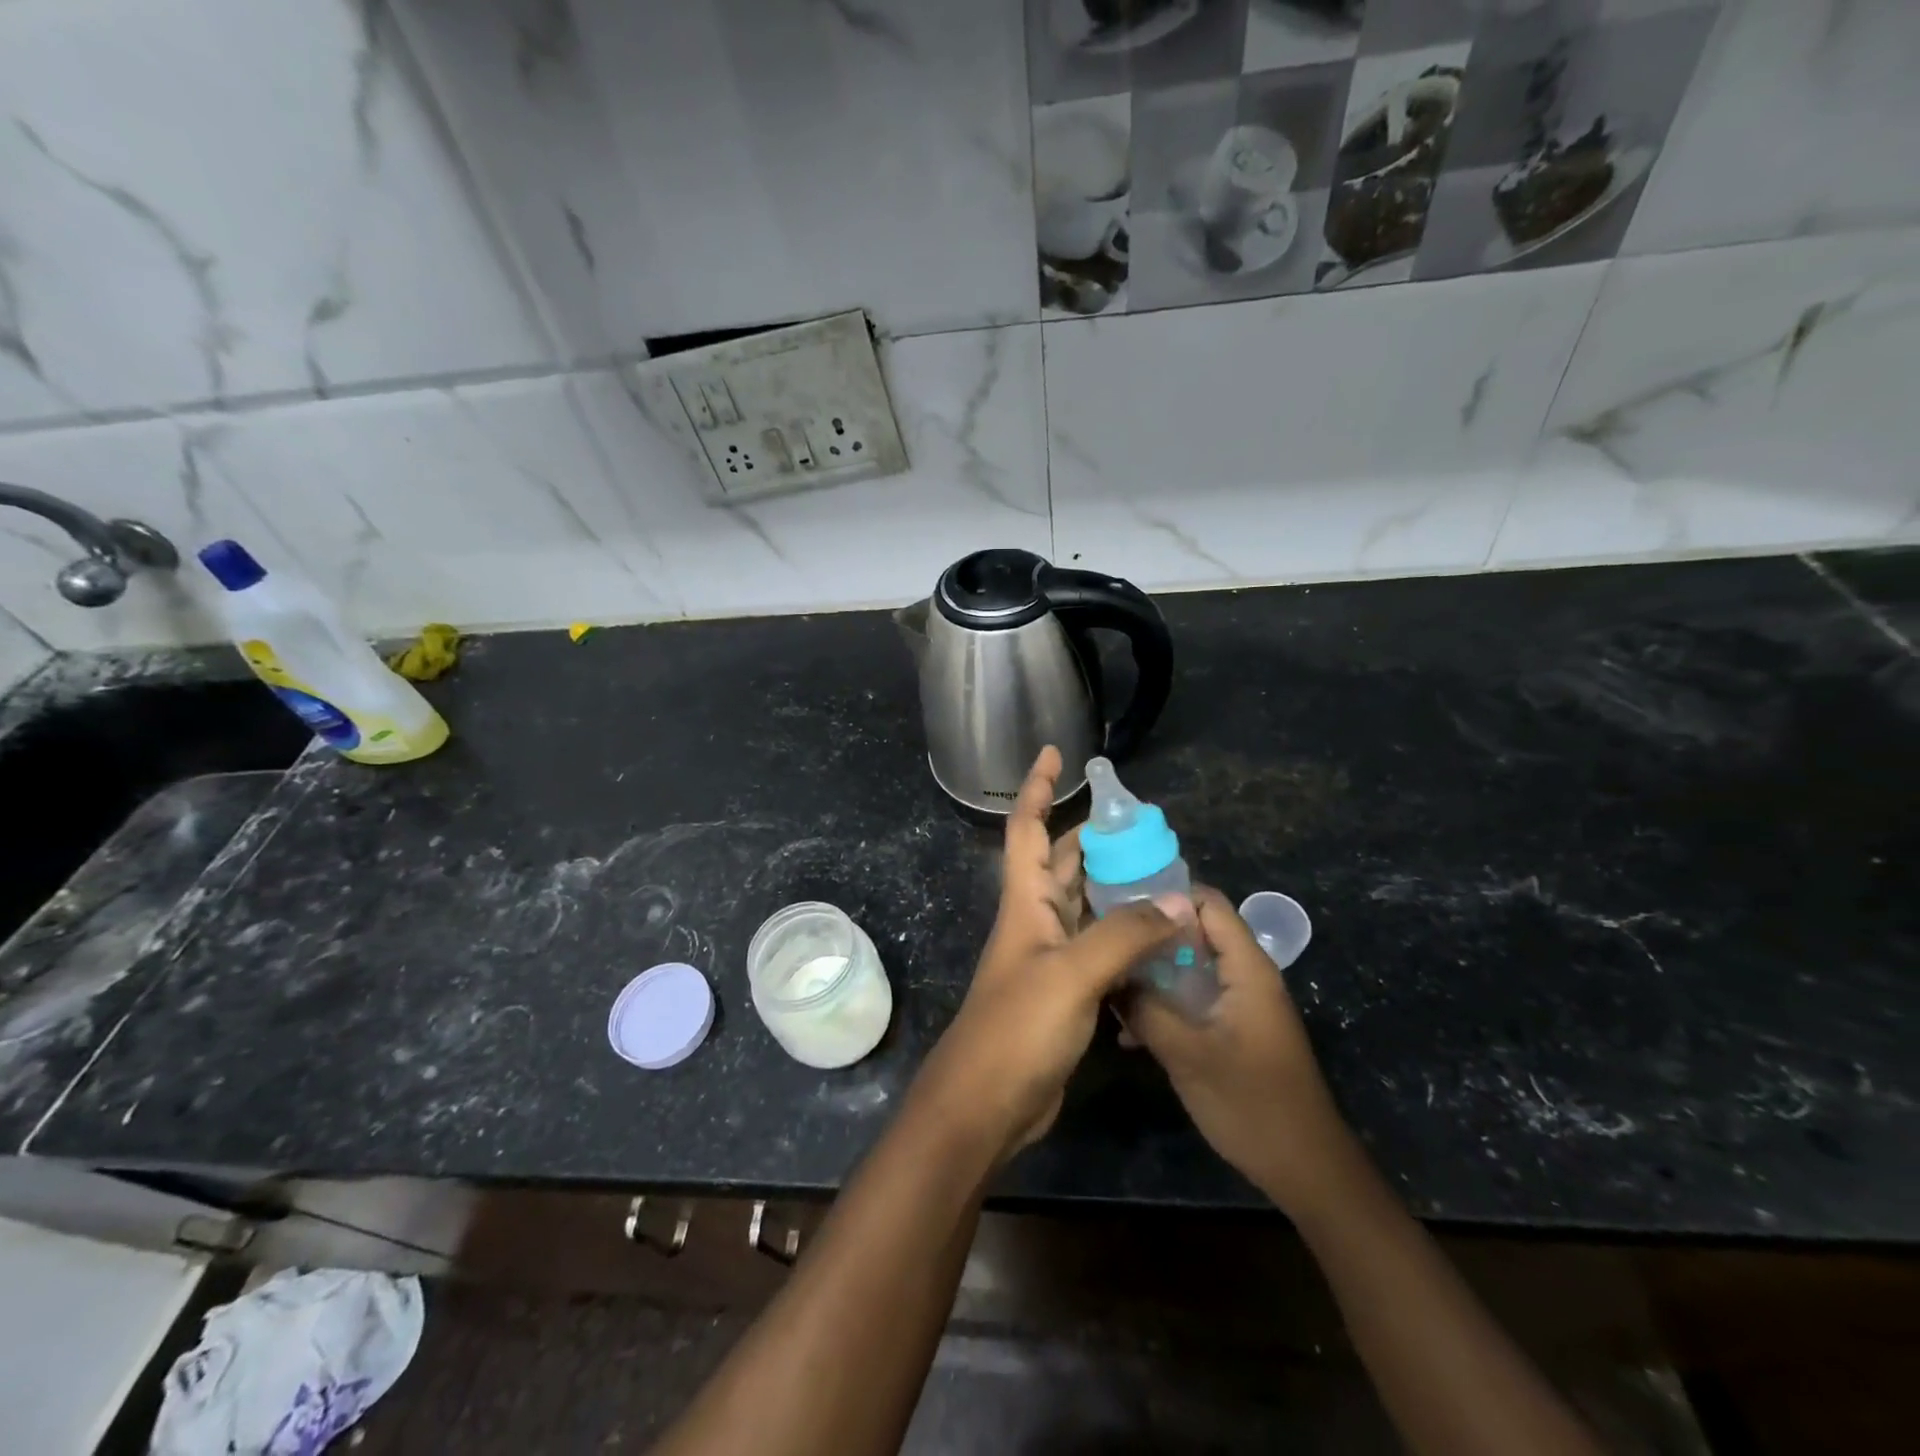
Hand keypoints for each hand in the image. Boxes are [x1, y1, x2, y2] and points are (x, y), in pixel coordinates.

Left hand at [915, 746, 1176, 1161]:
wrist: (985, 1105)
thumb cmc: (1017, 1029)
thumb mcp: (1072, 974)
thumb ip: (1125, 935)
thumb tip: (1182, 902)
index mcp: (1025, 902)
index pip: (1025, 828)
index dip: (1036, 787)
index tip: (1055, 752)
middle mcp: (1035, 921)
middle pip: (1062, 863)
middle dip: (1094, 838)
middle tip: (1146, 827)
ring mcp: (1050, 958)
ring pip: (1085, 906)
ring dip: (1115, 887)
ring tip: (1165, 874)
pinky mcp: (1066, 993)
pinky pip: (1099, 948)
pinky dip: (1125, 935)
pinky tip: (1160, 937)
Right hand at [1119, 887, 1353, 1212]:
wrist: (1307, 1170)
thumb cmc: (1251, 1104)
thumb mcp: (1187, 1054)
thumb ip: (1146, 1009)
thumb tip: (1109, 976)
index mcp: (1246, 968)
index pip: (1207, 903)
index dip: (1165, 897)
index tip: (1119, 909)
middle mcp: (1247, 975)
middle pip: (1196, 932)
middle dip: (1150, 937)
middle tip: (1105, 946)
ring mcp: (1243, 1003)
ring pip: (1192, 967)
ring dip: (1154, 974)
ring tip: (1110, 983)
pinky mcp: (1237, 1029)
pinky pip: (1197, 998)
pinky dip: (1167, 1003)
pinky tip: (1131, 1029)